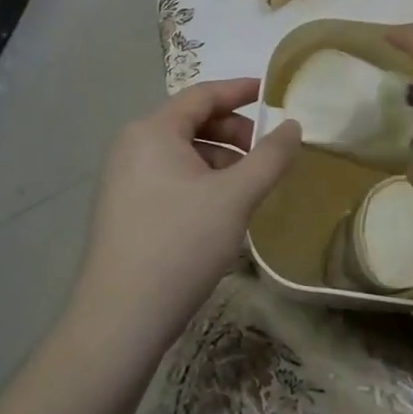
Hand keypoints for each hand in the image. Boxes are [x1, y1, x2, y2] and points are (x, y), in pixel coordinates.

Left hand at [70, 78, 300, 361]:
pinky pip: (168, 176)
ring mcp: (122, 179)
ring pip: (181, 152)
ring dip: (219, 159)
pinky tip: (219, 210)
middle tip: (266, 152)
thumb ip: (270, 156)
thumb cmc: (180, 245)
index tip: (271, 92)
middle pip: (192, 121)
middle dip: (234, 132)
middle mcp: (132, 145)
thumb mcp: (236, 197)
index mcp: (153, 130)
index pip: (203, 94)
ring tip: (248, 187)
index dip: (240, 90)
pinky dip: (200, 180)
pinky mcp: (122, 210)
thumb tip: (293, 125)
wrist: (119, 322)